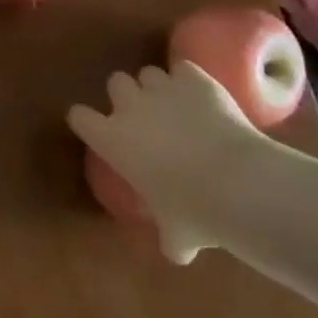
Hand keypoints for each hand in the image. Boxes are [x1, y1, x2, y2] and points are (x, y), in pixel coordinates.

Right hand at [66, 63, 272, 263]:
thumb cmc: (194, 212)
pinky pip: (184, 69)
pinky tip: (203, 97)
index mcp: (110, 139)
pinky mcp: (195, 80)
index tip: (98, 130)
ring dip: (159, 87)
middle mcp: (129, 106)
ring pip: (149, 73)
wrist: (238, 183)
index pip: (79, 117)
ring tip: (177, 105)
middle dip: (128, 95)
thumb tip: (175, 249)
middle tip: (145, 117)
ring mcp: (162, 89)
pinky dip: (191, 81)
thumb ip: (168, 236)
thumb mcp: (175, 233)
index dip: (88, 121)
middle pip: (115, 82)